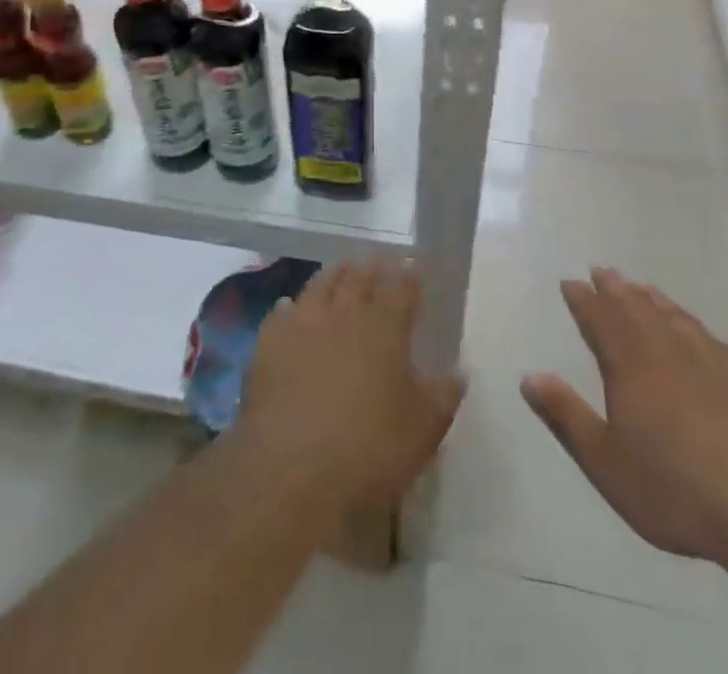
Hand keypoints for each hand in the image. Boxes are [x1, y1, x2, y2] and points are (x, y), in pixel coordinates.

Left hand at [234, 259, 464, 510]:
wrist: (292, 467)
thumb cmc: (370, 448)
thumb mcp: (423, 429)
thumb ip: (442, 395)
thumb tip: (457, 371)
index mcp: (385, 327)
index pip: (401, 288)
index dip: (408, 275)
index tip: (411, 265)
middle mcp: (345, 312)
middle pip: (360, 278)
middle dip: (372, 267)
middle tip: (377, 260)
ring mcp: (303, 322)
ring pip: (321, 284)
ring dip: (334, 274)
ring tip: (341, 268)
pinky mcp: (270, 342)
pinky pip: (282, 313)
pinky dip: (290, 307)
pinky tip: (289, 308)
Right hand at [521, 268, 727, 566]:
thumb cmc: (678, 489)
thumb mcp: (606, 463)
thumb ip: (566, 417)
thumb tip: (528, 377)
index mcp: (630, 364)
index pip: (600, 319)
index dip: (583, 299)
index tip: (571, 282)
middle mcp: (668, 350)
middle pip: (636, 309)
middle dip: (616, 289)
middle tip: (603, 270)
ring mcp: (713, 361)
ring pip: (674, 317)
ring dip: (652, 300)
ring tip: (641, 288)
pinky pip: (708, 336)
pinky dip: (691, 323)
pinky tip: (695, 330)